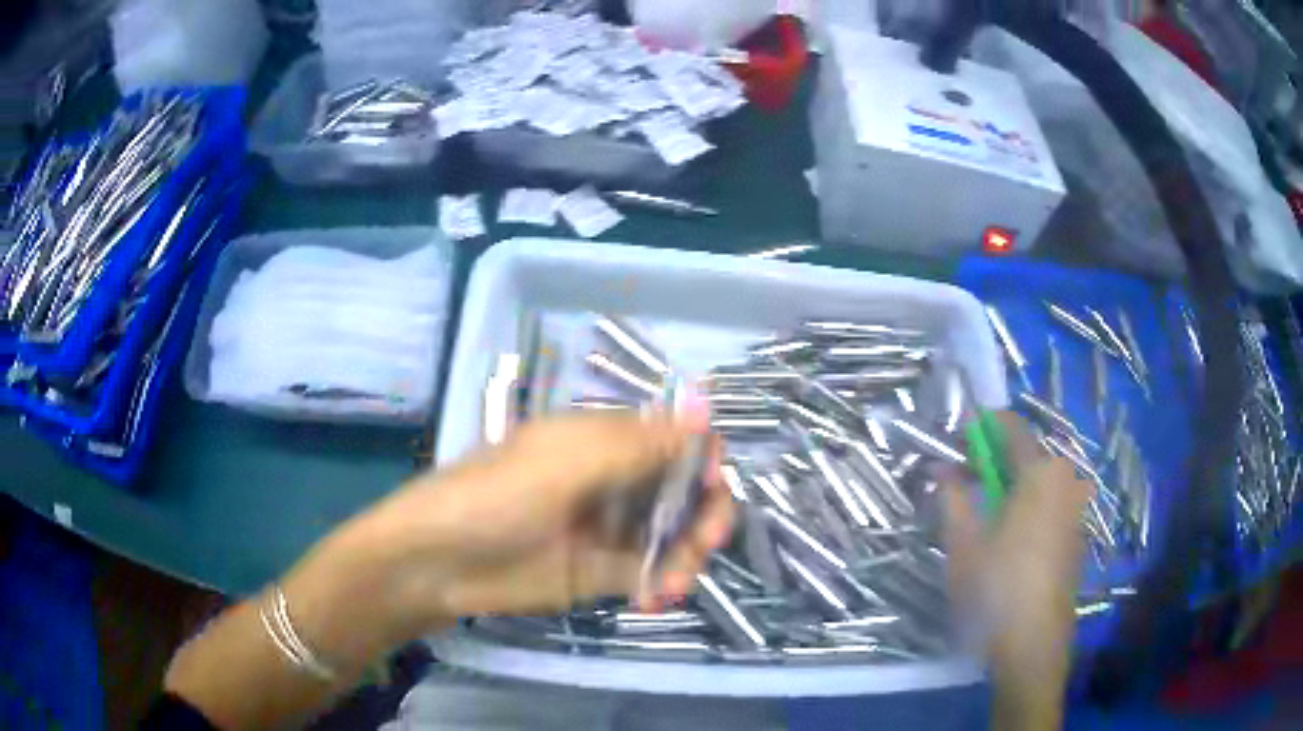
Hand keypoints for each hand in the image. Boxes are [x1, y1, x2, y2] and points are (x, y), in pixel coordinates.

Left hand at [340, 409, 735, 638]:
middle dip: (705, 511)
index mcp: (602, 441)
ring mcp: (607, 530)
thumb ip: (637, 445)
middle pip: (682, 489)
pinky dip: (664, 583)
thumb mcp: (563, 463)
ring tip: (676, 581)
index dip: (700, 456)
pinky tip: (655, 598)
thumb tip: (704, 408)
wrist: (437, 563)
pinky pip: (650, 573)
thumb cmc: (494, 498)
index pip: (672, 438)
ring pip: (674, 534)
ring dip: (689, 554)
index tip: (710, 482)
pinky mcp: (600, 574)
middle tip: (707, 541)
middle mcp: (612, 481)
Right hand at [943, 413, 1094, 729]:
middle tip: (963, 480)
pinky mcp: (1077, 534)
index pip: (1012, 427)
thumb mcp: (963, 542)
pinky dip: (1029, 504)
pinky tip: (1008, 536)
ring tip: (983, 510)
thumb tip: (941, 467)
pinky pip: (1051, 502)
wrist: (1032, 643)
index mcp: (1040, 472)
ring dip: (1012, 483)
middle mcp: (1065, 480)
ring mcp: (1076, 508)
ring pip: (1041, 480)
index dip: (981, 426)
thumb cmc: (995, 588)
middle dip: (994, 458)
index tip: (956, 440)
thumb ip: (953, 496)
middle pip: (1029, 452)